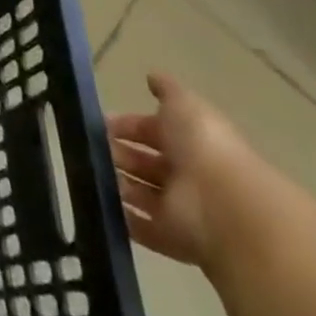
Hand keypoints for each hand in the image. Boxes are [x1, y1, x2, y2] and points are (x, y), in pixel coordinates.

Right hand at [107, 71, 257, 270]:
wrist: (226, 207)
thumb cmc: (204, 148)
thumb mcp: (186, 106)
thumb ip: (168, 91)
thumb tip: (151, 76)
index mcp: (190, 142)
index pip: (152, 131)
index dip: (127, 125)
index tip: (99, 123)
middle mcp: (187, 175)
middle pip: (145, 163)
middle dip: (118, 154)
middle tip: (89, 148)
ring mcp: (181, 209)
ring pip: (141, 193)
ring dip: (117, 183)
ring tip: (89, 172)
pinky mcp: (174, 239)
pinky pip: (143, 228)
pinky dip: (124, 218)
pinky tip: (100, 203)